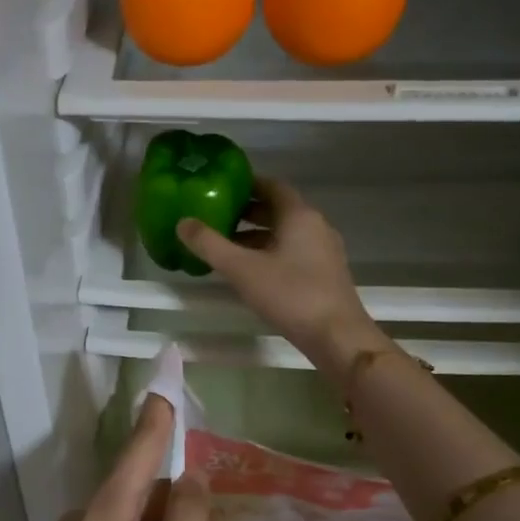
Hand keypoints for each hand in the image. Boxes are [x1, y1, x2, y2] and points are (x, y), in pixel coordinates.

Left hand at [2, 394, 208, 520]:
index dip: (156, 422)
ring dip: (162, 520)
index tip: (167, 390)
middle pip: (135, 485)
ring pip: (128, 513)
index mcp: (105, 516)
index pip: (137, 453)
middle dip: (174, 490)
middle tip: (211, 513)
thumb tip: (195, 476)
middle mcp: (83, 520)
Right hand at [177, 178, 383, 382]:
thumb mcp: (242, 269)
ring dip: (257, 235)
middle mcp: (315, 226)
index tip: (221, 187)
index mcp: (299, 215)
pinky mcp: (324, 274)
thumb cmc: (290, 295)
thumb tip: (182, 222)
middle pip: (278, 209)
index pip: (271, 186)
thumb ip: (210, 245)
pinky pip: (292, 252)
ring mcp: (323, 251)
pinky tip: (250, 271)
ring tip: (226, 246)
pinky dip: (269, 253)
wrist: (337, 336)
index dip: (246, 184)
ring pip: (285, 233)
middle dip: (247, 212)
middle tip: (216, 217)